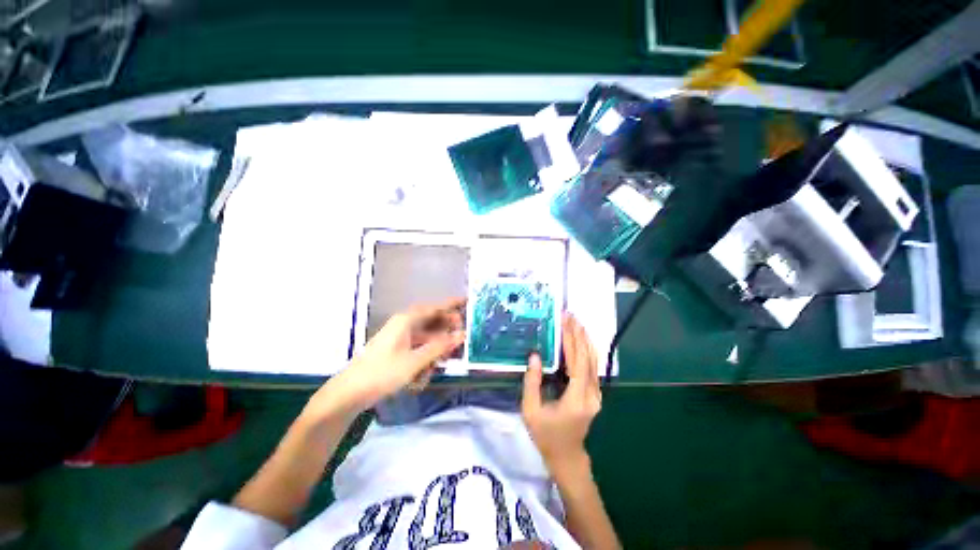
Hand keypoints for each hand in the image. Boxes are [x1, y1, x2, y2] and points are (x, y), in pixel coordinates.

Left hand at [311, 298, 465, 417]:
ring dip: (436, 349)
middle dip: (447, 331)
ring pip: (427, 337)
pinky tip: (424, 375)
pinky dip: (425, 358)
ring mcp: (400, 338)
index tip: (468, 302)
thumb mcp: (415, 361)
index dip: (452, 304)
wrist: (349, 393)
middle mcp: (404, 325)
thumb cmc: (382, 373)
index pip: (435, 307)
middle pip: (432, 321)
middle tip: (461, 340)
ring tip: (443, 363)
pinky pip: (418, 348)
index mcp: (407, 320)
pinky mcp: (397, 350)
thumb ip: (439, 347)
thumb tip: (461, 335)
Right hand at [521, 313, 600, 476]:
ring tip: (576, 323)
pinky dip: (585, 351)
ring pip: (593, 361)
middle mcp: (591, 394)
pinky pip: (592, 367)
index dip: (572, 340)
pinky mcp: (594, 394)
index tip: (566, 321)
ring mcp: (596, 394)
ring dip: (584, 340)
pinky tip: (580, 340)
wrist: (567, 457)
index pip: (577, 362)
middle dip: (579, 334)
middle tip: (570, 316)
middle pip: (588, 358)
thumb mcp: (531, 411)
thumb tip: (535, 355)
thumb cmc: (546, 436)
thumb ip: (532, 382)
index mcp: (576, 398)